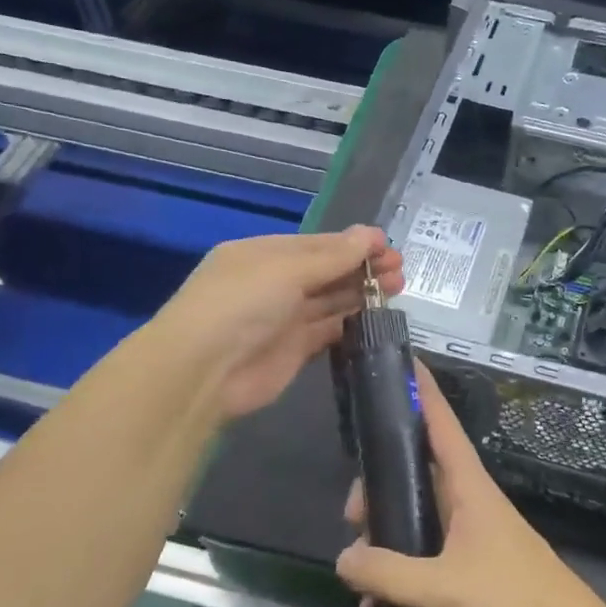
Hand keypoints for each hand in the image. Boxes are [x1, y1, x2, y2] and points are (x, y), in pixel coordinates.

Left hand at [149, 227, 402, 419]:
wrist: (204, 371)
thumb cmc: (240, 304)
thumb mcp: (286, 270)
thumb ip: (332, 257)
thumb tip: (371, 235)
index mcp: (264, 254)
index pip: (317, 244)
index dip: (353, 244)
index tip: (388, 247)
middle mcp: (274, 283)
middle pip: (327, 271)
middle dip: (363, 268)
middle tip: (400, 270)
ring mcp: (284, 318)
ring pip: (331, 300)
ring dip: (362, 293)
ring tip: (398, 288)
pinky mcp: (295, 350)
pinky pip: (329, 331)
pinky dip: (352, 323)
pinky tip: (378, 317)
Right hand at [336, 363, 605, 606]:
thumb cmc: (511, 601)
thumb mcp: (443, 587)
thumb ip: (387, 573)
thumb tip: (342, 558)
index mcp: (467, 486)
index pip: (440, 422)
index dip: (421, 390)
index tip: (399, 358)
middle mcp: (464, 503)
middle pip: (412, 474)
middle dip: (376, 490)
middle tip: (353, 520)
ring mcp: (466, 538)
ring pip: (412, 522)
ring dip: (382, 546)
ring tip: (359, 584)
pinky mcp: (466, 572)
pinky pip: (420, 564)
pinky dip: (395, 583)